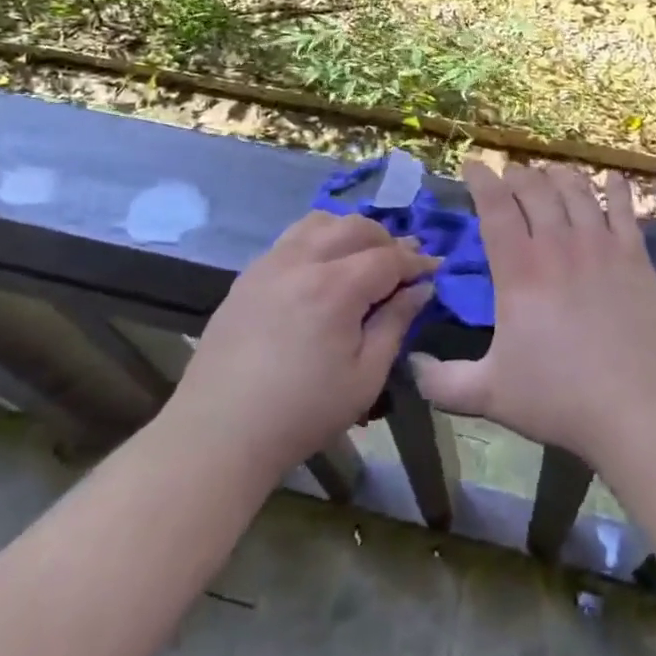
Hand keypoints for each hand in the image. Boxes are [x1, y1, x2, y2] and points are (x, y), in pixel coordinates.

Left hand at [171, 211, 433, 481]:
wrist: (220, 432)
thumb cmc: (302, 412)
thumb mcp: (365, 377)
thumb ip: (396, 324)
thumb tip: (420, 288)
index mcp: (336, 287)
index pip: (388, 258)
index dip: (416, 261)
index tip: (435, 268)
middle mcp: (303, 261)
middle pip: (355, 227)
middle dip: (387, 240)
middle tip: (403, 263)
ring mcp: (271, 263)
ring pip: (320, 222)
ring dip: (350, 231)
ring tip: (363, 256)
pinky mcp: (249, 274)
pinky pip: (292, 237)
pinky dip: (319, 238)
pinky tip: (323, 266)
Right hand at [410, 162, 655, 467]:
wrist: (641, 408)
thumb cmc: (562, 399)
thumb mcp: (490, 396)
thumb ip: (443, 382)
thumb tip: (410, 365)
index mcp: (519, 270)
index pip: (495, 206)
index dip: (481, 179)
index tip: (472, 164)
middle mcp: (558, 245)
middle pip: (535, 189)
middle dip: (517, 175)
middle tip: (509, 176)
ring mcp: (601, 245)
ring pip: (576, 190)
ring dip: (558, 175)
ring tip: (550, 173)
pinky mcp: (636, 256)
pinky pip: (624, 208)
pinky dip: (615, 189)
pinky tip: (612, 179)